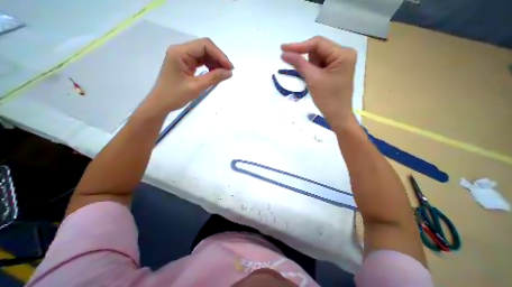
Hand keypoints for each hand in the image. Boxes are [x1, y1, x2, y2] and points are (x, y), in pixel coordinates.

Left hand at [142, 36, 232, 112]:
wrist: (161, 103)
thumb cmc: (176, 96)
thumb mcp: (197, 87)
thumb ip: (214, 78)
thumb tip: (230, 72)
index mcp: (180, 52)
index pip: (204, 45)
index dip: (220, 55)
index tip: (230, 68)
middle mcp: (181, 50)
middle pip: (205, 48)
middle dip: (218, 59)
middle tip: (229, 71)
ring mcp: (182, 56)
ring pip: (204, 54)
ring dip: (215, 63)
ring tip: (223, 74)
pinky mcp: (185, 63)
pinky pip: (201, 61)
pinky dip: (210, 66)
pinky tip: (215, 74)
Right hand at [281, 36, 356, 128]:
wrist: (338, 116)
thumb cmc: (327, 99)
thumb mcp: (312, 79)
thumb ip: (299, 64)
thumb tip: (284, 53)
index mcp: (343, 53)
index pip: (317, 43)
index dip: (298, 46)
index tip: (282, 49)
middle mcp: (343, 54)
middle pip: (318, 50)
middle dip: (306, 60)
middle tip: (299, 71)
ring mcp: (340, 62)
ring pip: (318, 58)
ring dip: (309, 67)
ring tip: (311, 81)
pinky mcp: (336, 70)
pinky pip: (320, 65)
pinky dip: (313, 71)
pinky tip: (313, 80)